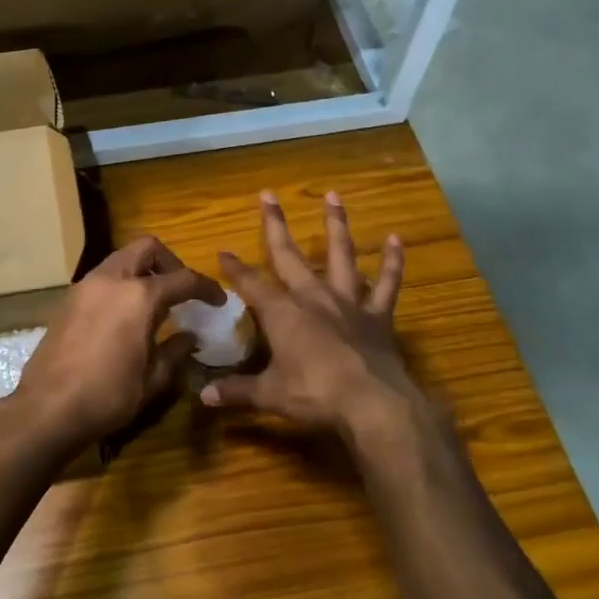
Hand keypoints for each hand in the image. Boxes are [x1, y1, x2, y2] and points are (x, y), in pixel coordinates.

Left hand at [12, 236, 223, 449]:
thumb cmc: (107, 396)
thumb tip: (190, 337)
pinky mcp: (68, 300)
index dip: (206, 288)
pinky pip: (102, 278)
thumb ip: (175, 351)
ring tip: (154, 303)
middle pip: (147, 248)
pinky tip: (125, 316)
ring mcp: (85, 287)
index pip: (183, 278)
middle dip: (170, 263)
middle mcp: (111, 280)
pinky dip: (120, 284)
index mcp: (139, 296)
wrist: (47, 408)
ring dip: (142, 271)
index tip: (217, 301)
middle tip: (181, 290)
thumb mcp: (152, 379)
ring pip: (121, 259)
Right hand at [201, 190, 421, 437]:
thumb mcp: (269, 395)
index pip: (250, 284)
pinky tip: (394, 239)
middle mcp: (312, 297)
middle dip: (275, 225)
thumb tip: (203, 396)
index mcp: (282, 313)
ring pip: (340, 255)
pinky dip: (391, 262)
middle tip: (268, 194)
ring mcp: (348, 303)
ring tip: (333, 196)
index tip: (222, 251)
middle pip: (288, 255)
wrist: (373, 404)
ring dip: (335, 225)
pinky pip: (387, 284)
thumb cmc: (315, 395)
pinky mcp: (378, 316)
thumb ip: (236, 391)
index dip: (234, 268)